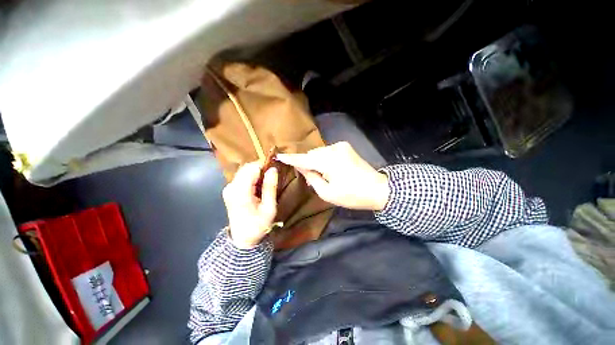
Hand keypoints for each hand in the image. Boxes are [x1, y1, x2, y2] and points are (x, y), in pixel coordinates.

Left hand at [223, 162, 277, 248]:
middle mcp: (231, 187)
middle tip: (272, 175)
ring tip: (266, 181)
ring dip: (256, 173)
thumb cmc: (258, 225)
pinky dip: (252, 177)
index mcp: (240, 192)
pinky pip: (242, 177)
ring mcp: (229, 188)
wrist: (242, 238)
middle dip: (260, 168)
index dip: (264, 165)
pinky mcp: (229, 190)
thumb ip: (270, 187)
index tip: (274, 168)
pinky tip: (258, 186)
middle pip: (246, 168)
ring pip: (244, 171)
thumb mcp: (269, 208)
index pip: (251, 168)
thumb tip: (273, 169)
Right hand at [277, 142, 389, 210]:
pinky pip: (328, 152)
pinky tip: (328, 169)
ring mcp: (341, 146)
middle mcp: (333, 149)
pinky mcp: (345, 146)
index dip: (291, 158)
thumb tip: (302, 167)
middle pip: (312, 154)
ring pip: (319, 152)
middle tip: (307, 176)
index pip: (304, 159)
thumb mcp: (327, 193)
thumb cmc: (352, 196)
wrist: (378, 189)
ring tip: (320, 175)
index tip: (279, 156)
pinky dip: (324, 159)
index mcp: (329, 161)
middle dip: (307, 163)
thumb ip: (312, 178)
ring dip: (316, 161)